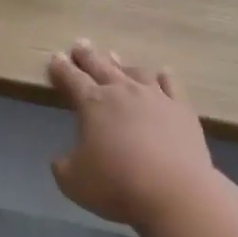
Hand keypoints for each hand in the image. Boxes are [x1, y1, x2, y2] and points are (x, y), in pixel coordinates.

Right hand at [47, 40, 213, 229]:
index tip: (56, 57)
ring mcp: (155, 96)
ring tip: (115, 58)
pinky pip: (170, 84)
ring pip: (135, 72)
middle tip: (80, 44)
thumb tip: (62, 158)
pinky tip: (161, 74)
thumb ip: (63, 165)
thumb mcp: (73, 181)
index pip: (72, 79)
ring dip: (122, 65)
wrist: (174, 192)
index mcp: (93, 103)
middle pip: (101, 66)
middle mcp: (123, 91)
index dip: (61, 68)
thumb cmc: (116, 185)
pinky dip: (162, 77)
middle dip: (88, 56)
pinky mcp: (181, 108)